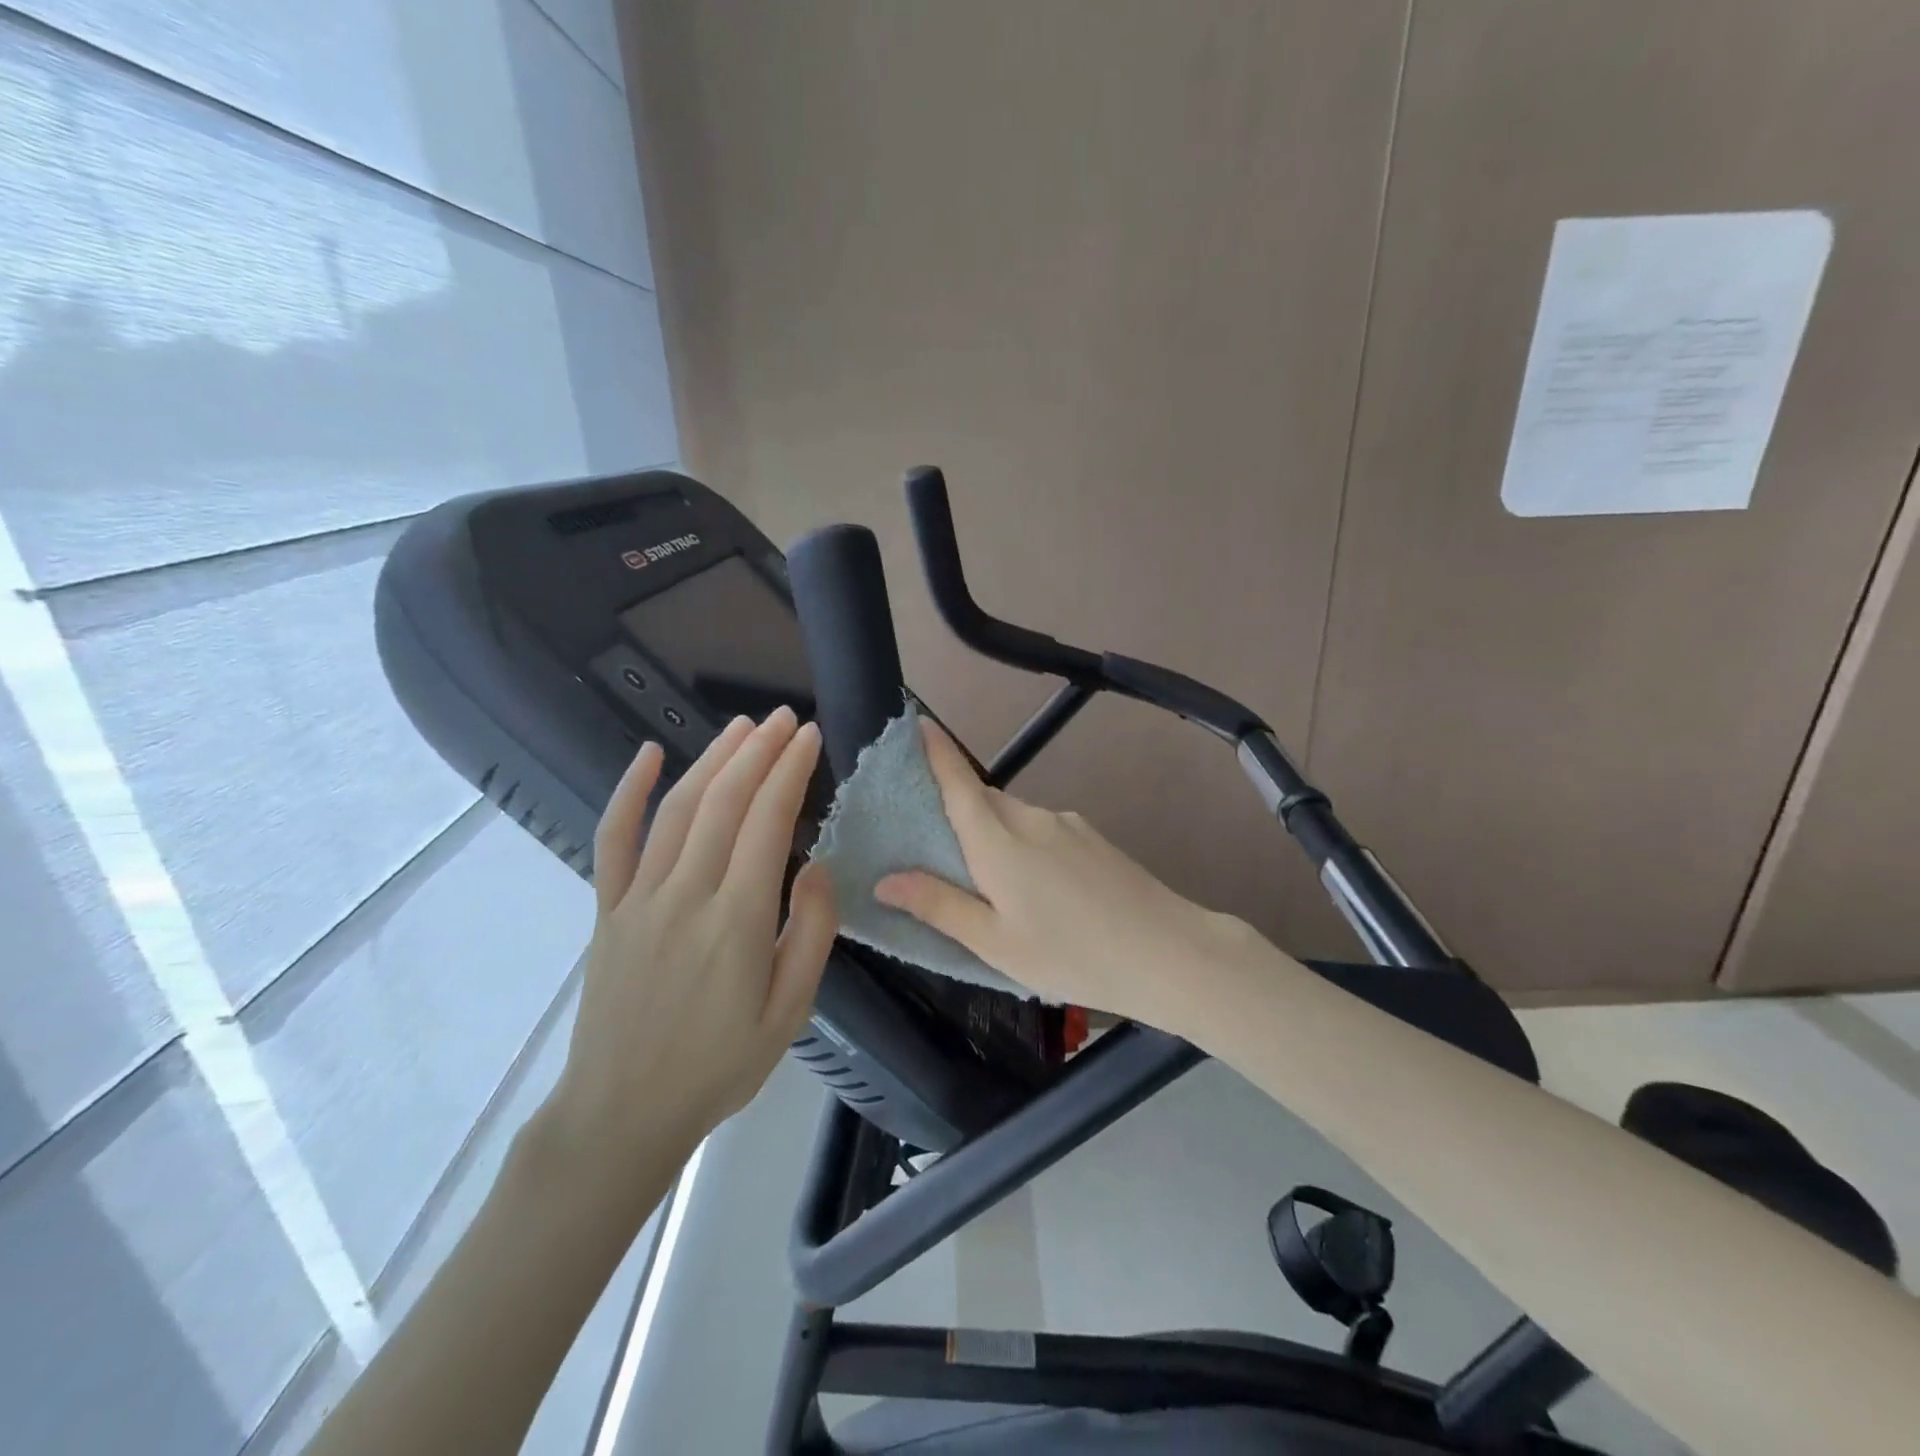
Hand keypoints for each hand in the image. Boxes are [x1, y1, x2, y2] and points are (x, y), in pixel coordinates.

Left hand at [547, 708, 837, 1202]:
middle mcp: (685, 896)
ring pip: (678, 809)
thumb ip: (810, 934)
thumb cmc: (718, 1066)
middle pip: (724, 803)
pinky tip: (648, 755)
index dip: (789, 772)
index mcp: (736, 921)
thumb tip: (815, 865)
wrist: (622, 1112)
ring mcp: (638, 898)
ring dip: (713, 760)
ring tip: (741, 725)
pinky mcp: (608, 909)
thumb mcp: (789, 1013)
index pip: (767, 823)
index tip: (808, 736)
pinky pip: (613, 839)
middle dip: (757, 751)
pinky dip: (628, 791)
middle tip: (782, 718)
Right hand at [875, 719, 1255, 1034]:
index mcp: (999, 841)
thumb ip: (939, 906)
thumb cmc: (1072, 954)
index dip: (935, 751)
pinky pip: (1043, 830)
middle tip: (940, 853)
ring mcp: (1067, 824)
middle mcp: (1031, 818)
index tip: (916, 723)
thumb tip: (886, 880)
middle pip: (983, 801)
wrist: (1169, 952)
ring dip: (994, 837)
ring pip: (1014, 818)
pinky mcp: (1092, 836)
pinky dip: (1025, 847)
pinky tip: (1041, 894)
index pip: (958, 782)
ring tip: (995, 890)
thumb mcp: (996, 944)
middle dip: (958, 813)